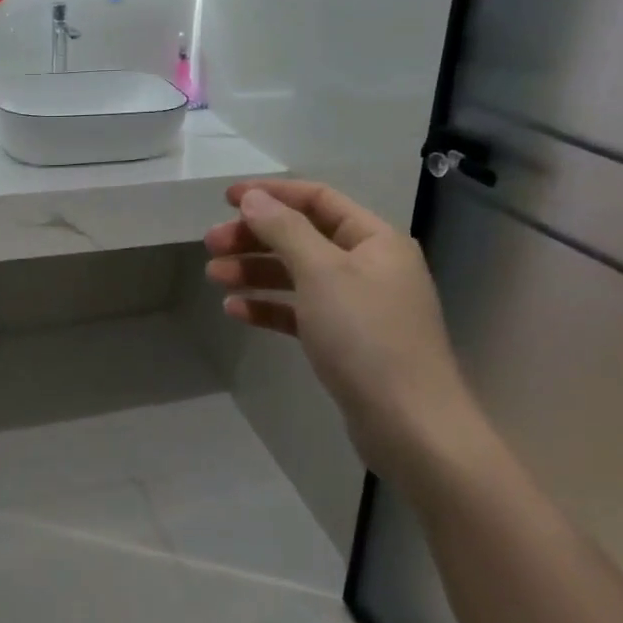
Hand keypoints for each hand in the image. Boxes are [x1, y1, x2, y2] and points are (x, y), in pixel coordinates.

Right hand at [203, 179, 478, 478]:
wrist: (411, 429)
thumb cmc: (366, 336)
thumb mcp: (321, 272)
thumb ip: (284, 229)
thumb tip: (253, 197)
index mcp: (374, 239)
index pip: (317, 199)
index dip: (271, 193)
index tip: (226, 199)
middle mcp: (369, 266)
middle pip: (302, 237)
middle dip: (255, 237)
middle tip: (211, 244)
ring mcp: (358, 306)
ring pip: (297, 275)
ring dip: (255, 271)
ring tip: (214, 276)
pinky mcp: (346, 343)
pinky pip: (301, 312)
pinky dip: (269, 307)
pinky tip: (236, 311)